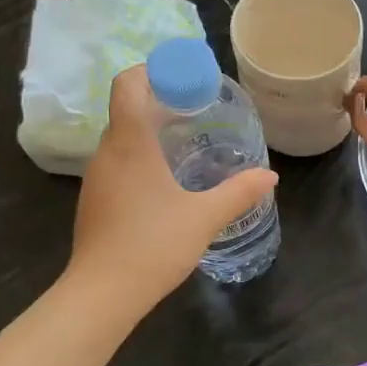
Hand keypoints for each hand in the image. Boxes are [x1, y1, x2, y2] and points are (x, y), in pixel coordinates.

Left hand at [68, 66, 278, 320]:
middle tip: (199, 109)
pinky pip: (119, 163)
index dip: (153, 71)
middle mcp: (107, 153)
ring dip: (151, 130)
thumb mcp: (204, 217)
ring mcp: (97, 178)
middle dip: (160, 100)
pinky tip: (168, 181)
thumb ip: (239, 193)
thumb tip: (270, 176)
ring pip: (122, 138)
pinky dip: (143, 157)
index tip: (185, 78)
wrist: (103, 294)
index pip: (128, 84)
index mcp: (130, 144)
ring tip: (189, 142)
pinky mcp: (96, 201)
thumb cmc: (153, 245)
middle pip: (127, 108)